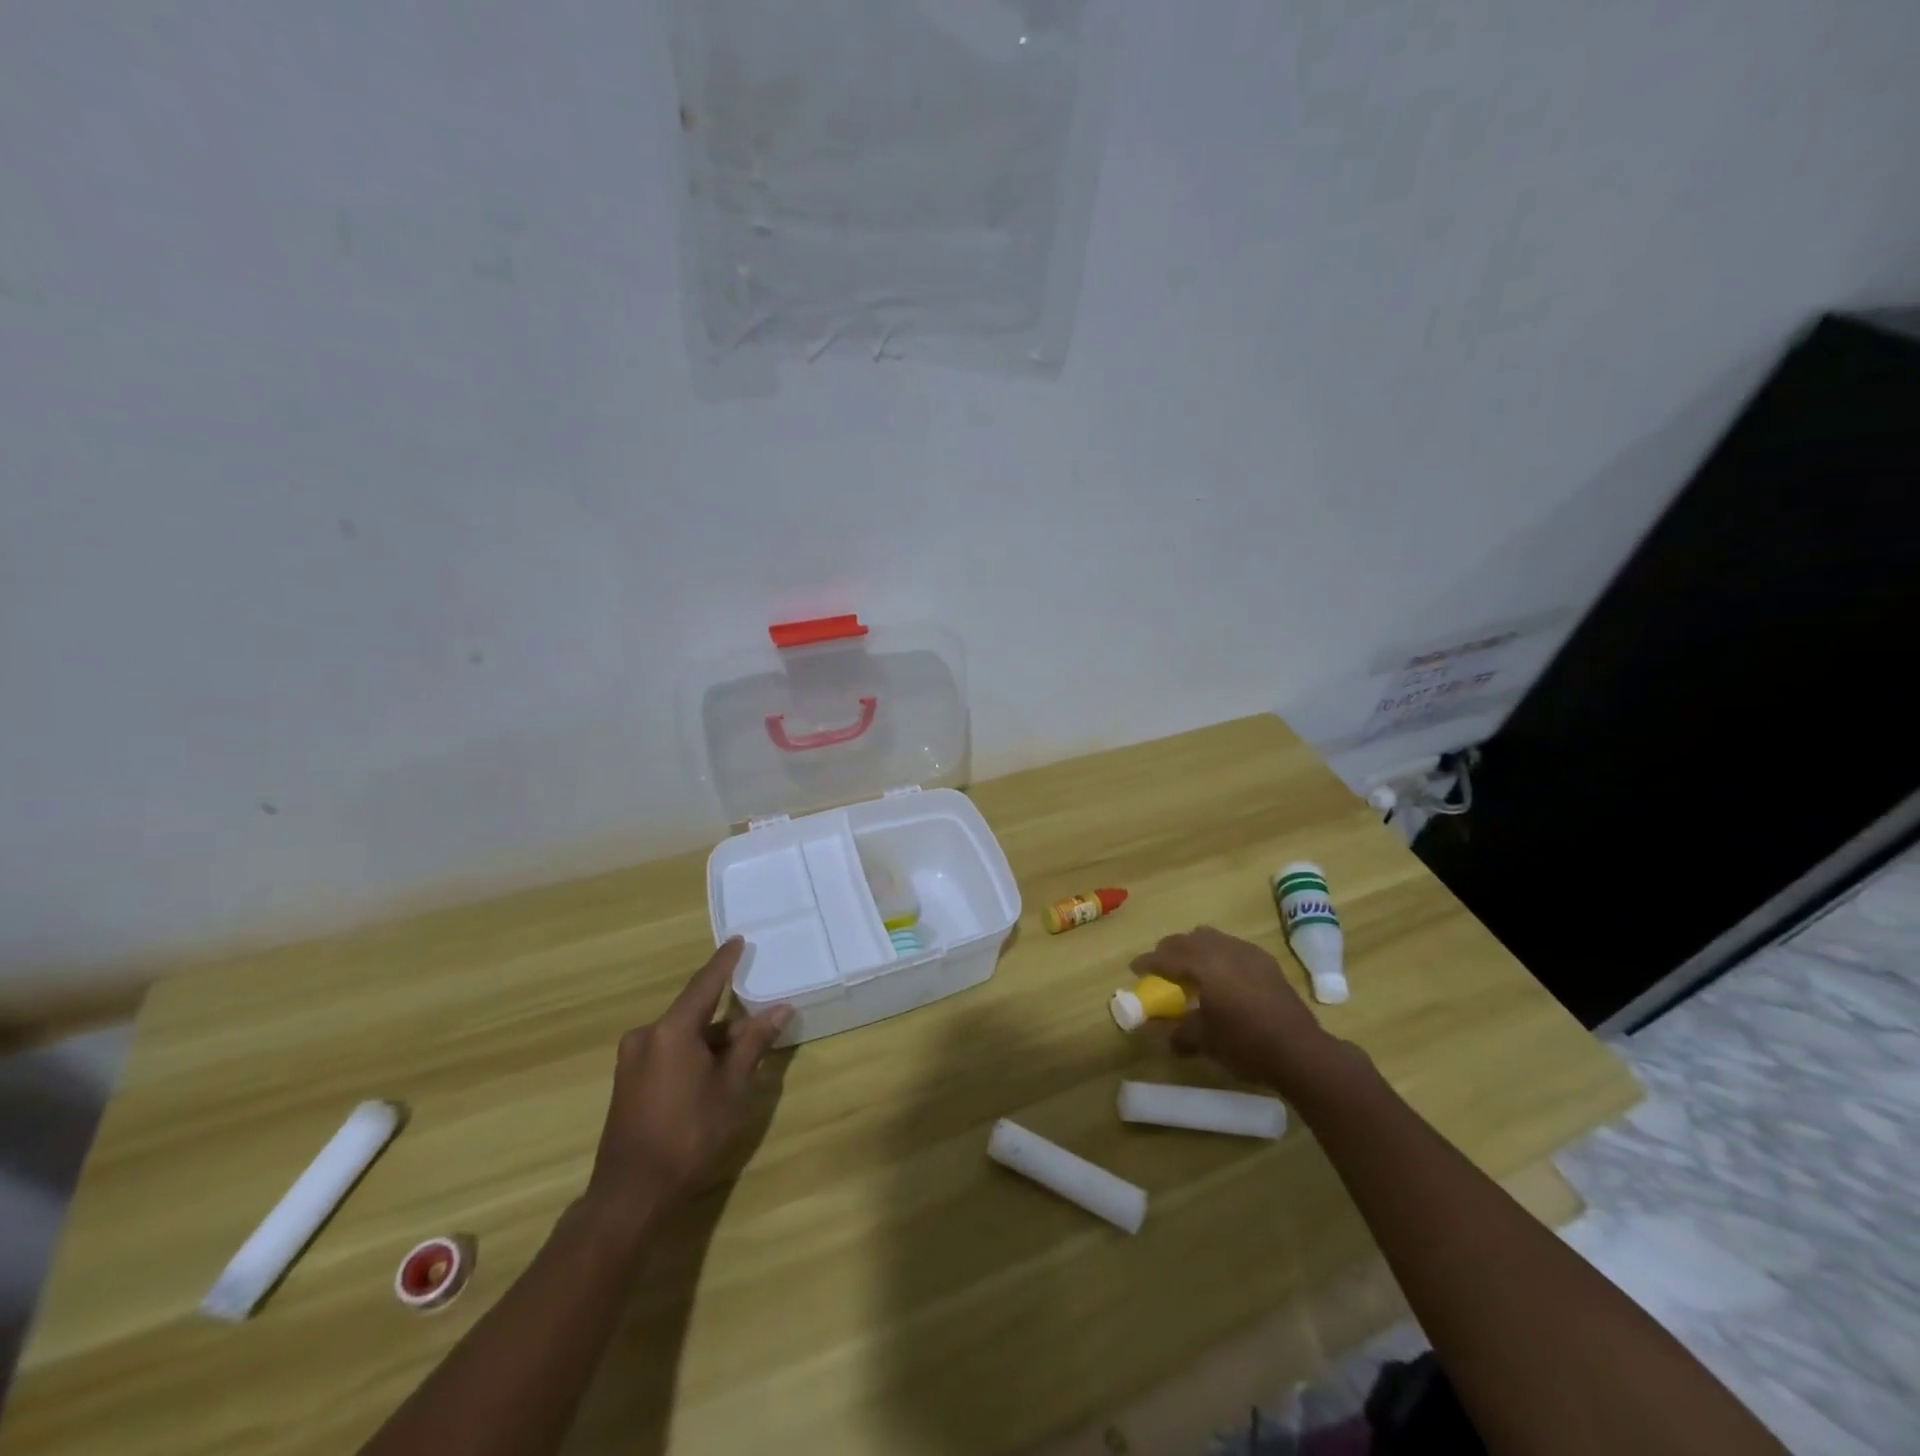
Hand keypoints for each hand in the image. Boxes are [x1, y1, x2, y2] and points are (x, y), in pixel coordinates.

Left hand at [585, 938, 790, 1221]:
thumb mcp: (732, 1087)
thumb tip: (779, 1009)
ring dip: (710, 1041)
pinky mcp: (627, 1080)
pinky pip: (667, 1052)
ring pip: (682, 1035)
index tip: (737, 940)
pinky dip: (692, 1054)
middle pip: (694, 1013)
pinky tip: (712, 1075)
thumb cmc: (690, 1134)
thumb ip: (753, 1043)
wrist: (632, 1193)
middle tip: (756, 1028)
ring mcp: (632, 1058)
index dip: (724, 962)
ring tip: (740, 1059)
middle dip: (726, 1019)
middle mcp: (647, 1035)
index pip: (704, 984)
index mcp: (671, 1030)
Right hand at [1132, 926, 1354, 1095]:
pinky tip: (1222, 973)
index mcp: (1203, 965)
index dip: (1147, 962)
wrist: (1299, 1051)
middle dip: (1169, 950)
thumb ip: (1178, 1032)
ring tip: (1190, 966)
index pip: (1166, 956)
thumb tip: (1160, 1035)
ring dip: (1195, 947)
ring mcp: (1247, 953)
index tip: (1135, 968)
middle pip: (1187, 940)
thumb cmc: (1245, 1043)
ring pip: (1211, 937)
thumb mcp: (1204, 1040)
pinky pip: (1233, 947)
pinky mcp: (1266, 962)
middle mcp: (1223, 950)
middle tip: (1159, 965)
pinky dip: (1219, 954)